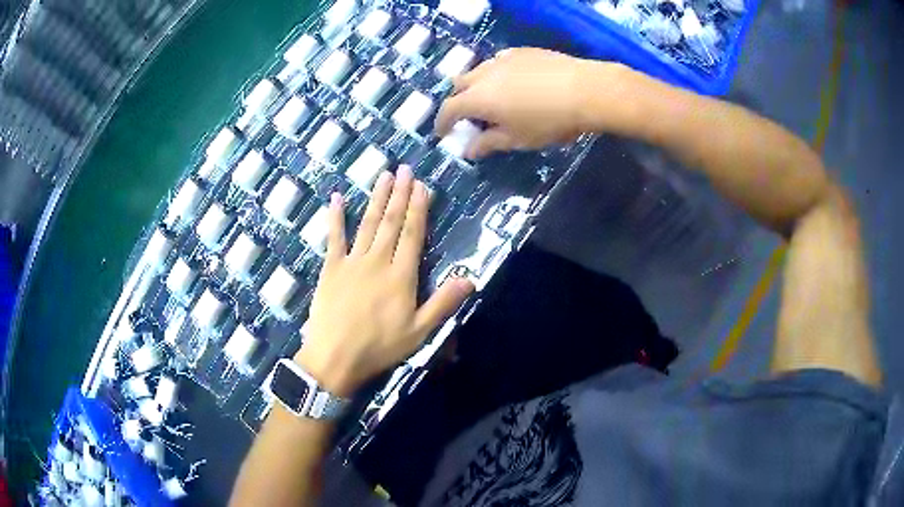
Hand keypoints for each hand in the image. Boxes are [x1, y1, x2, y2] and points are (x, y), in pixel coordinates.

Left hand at [295, 167, 474, 396]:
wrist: (335, 357)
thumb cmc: (379, 347)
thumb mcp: (419, 332)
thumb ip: (443, 303)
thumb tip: (470, 279)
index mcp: (401, 276)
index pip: (412, 234)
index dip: (418, 208)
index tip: (421, 185)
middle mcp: (377, 261)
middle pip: (390, 222)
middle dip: (399, 193)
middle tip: (404, 168)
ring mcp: (352, 262)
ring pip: (367, 223)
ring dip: (376, 198)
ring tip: (383, 175)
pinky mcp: (330, 268)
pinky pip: (333, 237)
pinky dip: (335, 217)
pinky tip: (335, 198)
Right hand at [434, 48, 621, 158]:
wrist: (585, 91)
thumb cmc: (549, 121)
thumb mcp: (517, 139)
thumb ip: (488, 143)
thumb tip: (468, 151)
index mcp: (478, 99)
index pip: (449, 109)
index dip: (443, 122)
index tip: (443, 133)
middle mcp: (484, 74)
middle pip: (459, 85)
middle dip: (458, 101)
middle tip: (469, 117)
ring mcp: (503, 59)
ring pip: (478, 71)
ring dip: (476, 85)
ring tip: (491, 99)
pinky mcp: (522, 52)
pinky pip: (499, 62)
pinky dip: (496, 74)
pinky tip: (511, 82)